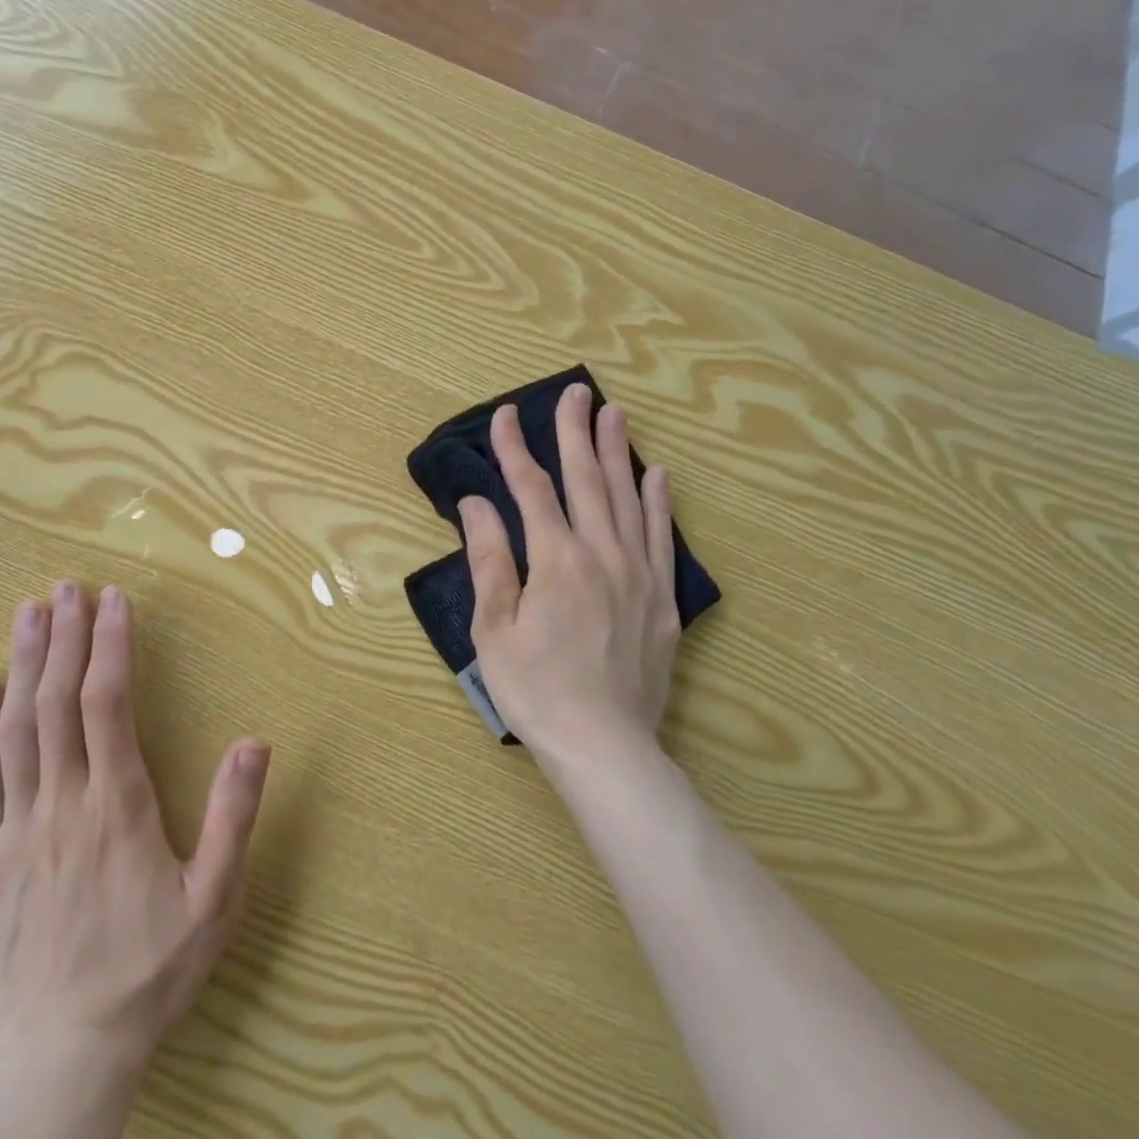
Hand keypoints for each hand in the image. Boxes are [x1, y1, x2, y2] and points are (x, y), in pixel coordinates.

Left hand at [0, 581, 269, 1129]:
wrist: (64, 1059)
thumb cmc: (150, 974)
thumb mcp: (214, 900)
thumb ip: (233, 816)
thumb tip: (255, 741)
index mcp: (119, 807)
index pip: (109, 704)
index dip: (110, 646)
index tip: (114, 601)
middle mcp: (64, 804)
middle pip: (58, 702)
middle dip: (63, 637)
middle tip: (67, 587)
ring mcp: (17, 830)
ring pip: (17, 729)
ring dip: (23, 665)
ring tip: (28, 613)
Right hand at [460, 383, 680, 764]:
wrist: (604, 747)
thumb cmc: (535, 689)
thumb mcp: (494, 627)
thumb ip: (489, 558)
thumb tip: (476, 503)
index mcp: (556, 560)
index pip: (531, 490)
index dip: (515, 449)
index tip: (505, 416)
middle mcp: (602, 554)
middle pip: (587, 479)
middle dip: (576, 432)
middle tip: (576, 391)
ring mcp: (639, 574)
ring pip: (628, 498)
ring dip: (619, 452)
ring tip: (614, 413)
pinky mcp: (663, 599)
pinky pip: (663, 537)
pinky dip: (659, 502)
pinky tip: (658, 475)